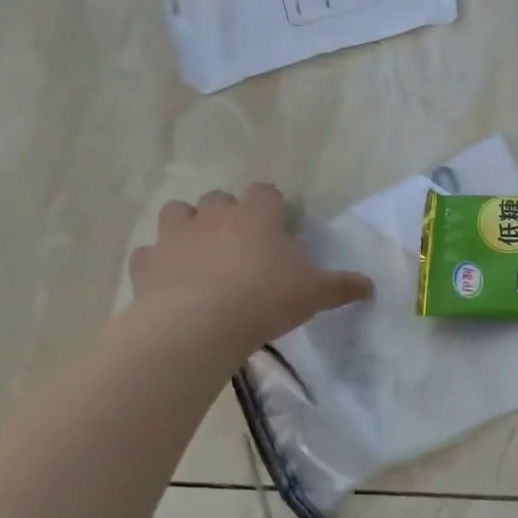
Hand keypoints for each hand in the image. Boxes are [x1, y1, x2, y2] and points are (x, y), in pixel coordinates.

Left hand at [129, 186, 372, 351]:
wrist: (198, 324)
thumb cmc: (265, 299)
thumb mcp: (315, 294)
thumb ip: (343, 286)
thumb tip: (371, 285)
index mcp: (256, 215)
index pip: (265, 192)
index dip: (273, 205)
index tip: (280, 225)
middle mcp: (213, 215)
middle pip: (219, 199)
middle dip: (229, 215)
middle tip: (243, 245)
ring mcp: (175, 236)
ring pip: (177, 214)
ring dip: (189, 227)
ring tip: (202, 254)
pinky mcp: (146, 262)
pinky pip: (151, 253)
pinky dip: (160, 262)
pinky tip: (172, 281)